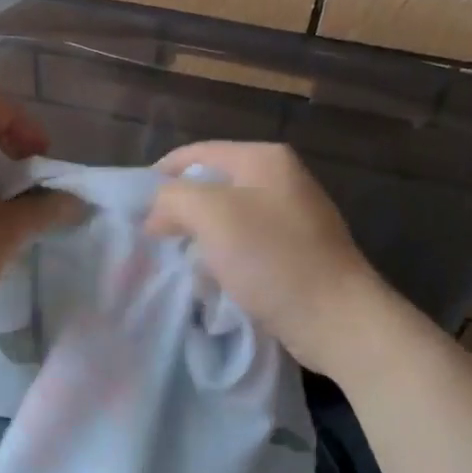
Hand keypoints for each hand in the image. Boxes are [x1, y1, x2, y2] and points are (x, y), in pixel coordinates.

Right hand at [145, 142, 392, 377]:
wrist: (337, 319)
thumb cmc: (273, 259)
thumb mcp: (212, 215)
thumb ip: (173, 198)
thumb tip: (157, 211)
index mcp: (264, 159)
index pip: (197, 153)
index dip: (161, 176)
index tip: (135, 208)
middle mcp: (282, 179)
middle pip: (213, 183)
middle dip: (181, 208)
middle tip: (153, 237)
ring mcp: (294, 216)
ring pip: (228, 216)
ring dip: (201, 235)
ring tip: (178, 258)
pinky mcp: (298, 251)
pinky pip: (247, 243)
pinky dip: (224, 255)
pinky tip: (212, 278)